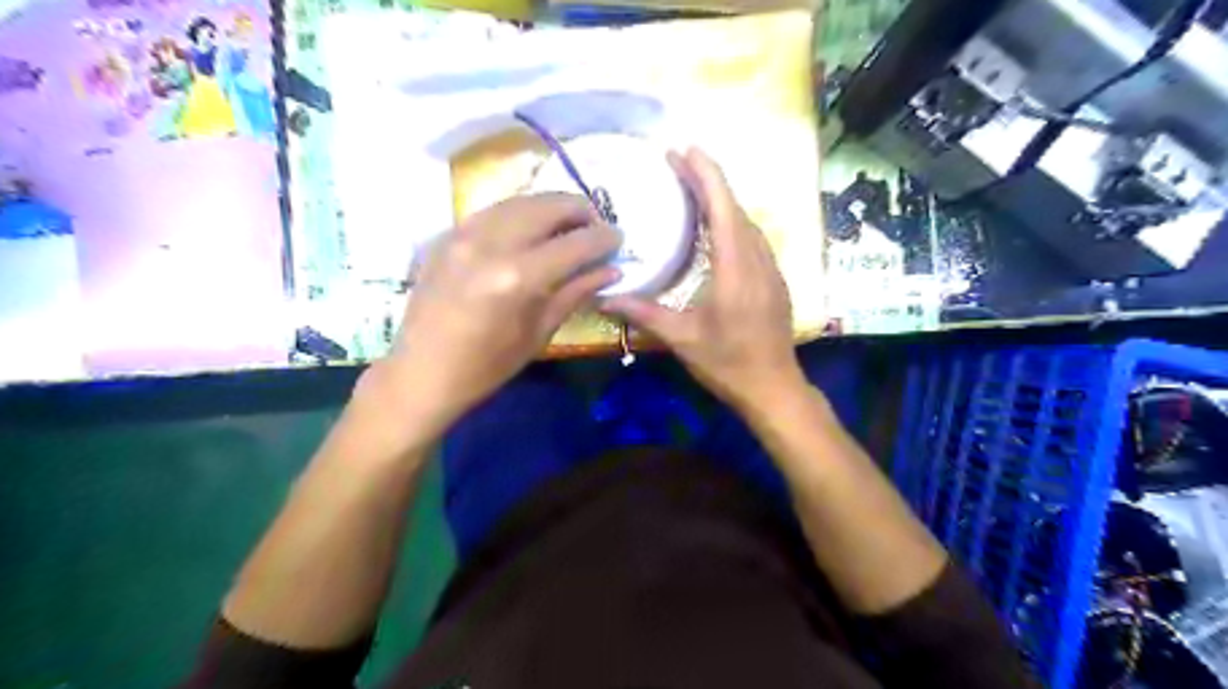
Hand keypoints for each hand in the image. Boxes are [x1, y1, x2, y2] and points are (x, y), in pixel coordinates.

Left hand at [378, 192, 625, 436]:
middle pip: (547, 206)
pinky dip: (520, 212)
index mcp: (517, 277)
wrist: (421, 372)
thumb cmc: (486, 366)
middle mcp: (490, 244)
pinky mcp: (447, 235)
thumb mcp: (539, 332)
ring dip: (550, 206)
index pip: (575, 242)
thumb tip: (611, 269)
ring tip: (567, 223)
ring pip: (519, 200)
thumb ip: (575, 292)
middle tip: (595, 225)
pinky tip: (530, 228)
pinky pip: (493, 210)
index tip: (618, 238)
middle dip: (579, 210)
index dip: (603, 237)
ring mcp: (464, 234)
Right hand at [604, 145, 808, 410]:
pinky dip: (732, 221)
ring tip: (693, 189)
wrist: (774, 388)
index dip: (704, 175)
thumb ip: (643, 313)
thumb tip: (603, 297)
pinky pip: (752, 238)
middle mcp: (757, 259)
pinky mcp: (774, 279)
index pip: (722, 207)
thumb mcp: (681, 338)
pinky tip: (716, 227)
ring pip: (746, 222)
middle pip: (735, 208)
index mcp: (734, 268)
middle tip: (678, 163)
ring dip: (721, 200)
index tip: (684, 151)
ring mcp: (771, 269)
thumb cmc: (727, 363)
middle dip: (708, 180)